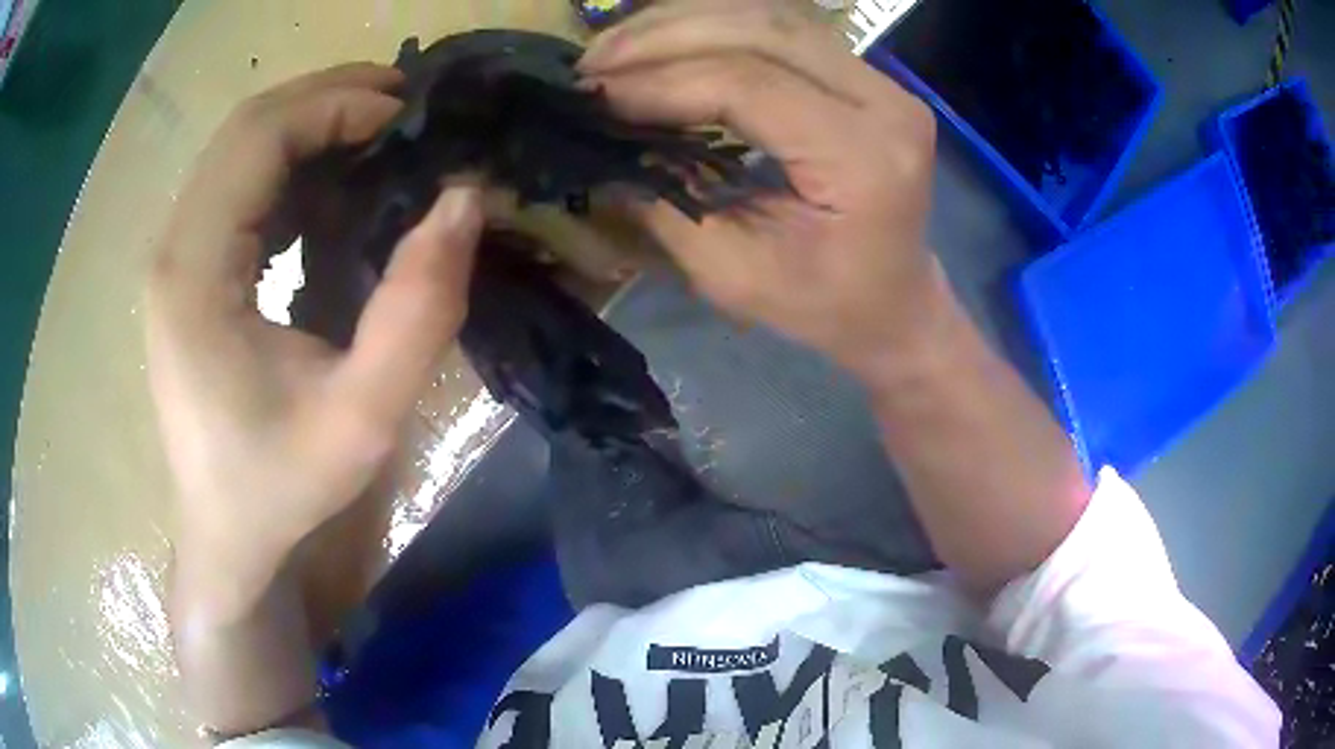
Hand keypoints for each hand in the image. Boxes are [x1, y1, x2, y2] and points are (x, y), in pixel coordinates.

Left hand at [146, 64, 483, 590]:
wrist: (226, 537)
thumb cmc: (280, 490)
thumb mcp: (361, 420)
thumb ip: (418, 312)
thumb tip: (464, 199)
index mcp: (193, 273)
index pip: (257, 138)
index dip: (335, 107)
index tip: (408, 119)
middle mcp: (174, 248)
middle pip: (245, 128)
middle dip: (328, 100)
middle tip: (405, 109)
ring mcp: (176, 257)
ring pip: (241, 150)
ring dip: (312, 128)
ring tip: (381, 137)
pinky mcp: (189, 271)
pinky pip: (240, 188)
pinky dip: (294, 167)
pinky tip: (336, 189)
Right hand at [580, 0, 941, 376]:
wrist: (897, 302)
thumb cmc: (827, 307)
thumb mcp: (737, 276)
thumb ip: (671, 208)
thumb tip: (608, 150)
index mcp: (865, 159)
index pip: (752, 86)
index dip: (663, 83)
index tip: (595, 96)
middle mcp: (885, 103)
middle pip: (765, 31)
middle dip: (664, 36)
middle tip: (593, 60)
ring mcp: (883, 82)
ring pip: (772, 15)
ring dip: (684, 22)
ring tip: (615, 46)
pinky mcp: (867, 76)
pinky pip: (783, 28)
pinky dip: (714, 27)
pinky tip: (664, 42)